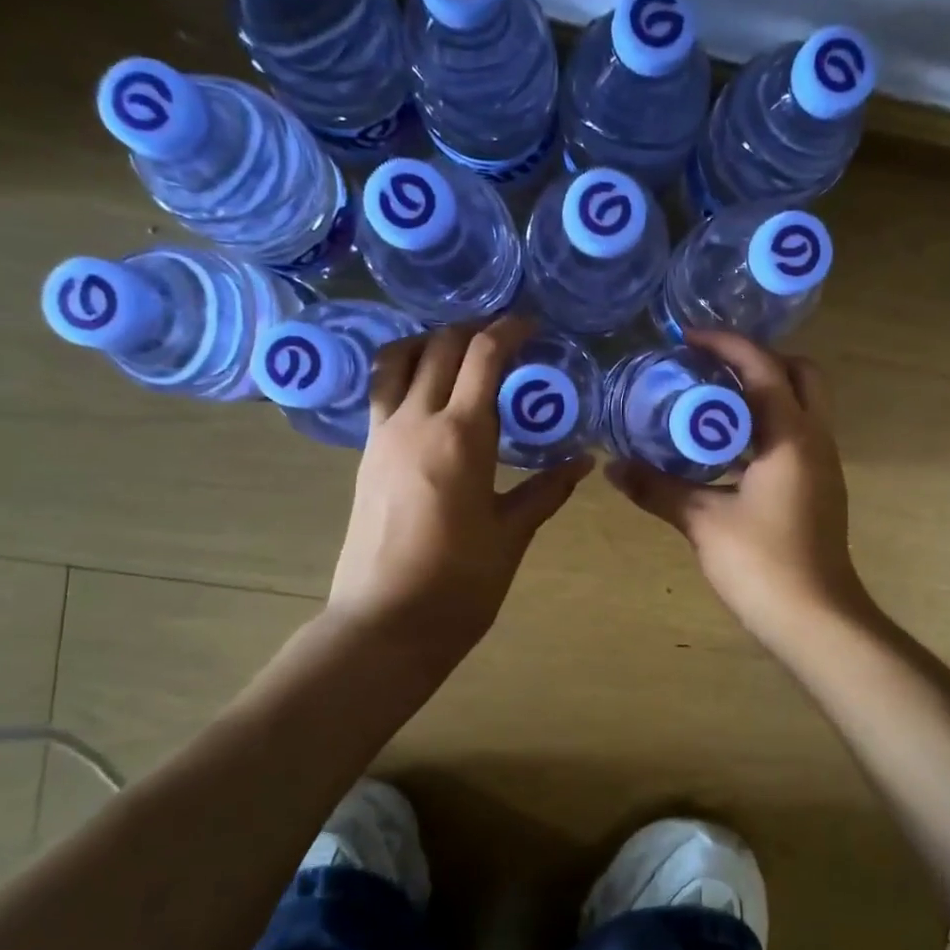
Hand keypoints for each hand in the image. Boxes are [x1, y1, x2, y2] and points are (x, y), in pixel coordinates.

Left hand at [326, 317, 591, 669]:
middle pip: (439, 345)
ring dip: (429, 341)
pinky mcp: (366, 455)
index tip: (532, 325)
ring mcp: (383, 435)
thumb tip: (583, 460)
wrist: (384, 624)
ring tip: (459, 352)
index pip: (482, 355)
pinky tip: (430, 392)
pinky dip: (405, 370)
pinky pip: (383, 391)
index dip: (509, 329)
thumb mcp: (511, 535)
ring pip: (397, 358)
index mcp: (461, 436)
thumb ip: (547, 490)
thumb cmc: (459, 584)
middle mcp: (416, 421)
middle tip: (505, 338)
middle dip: (473, 329)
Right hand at [606, 331, 871, 651]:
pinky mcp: (819, 488)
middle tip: (711, 366)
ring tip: (711, 399)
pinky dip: (767, 425)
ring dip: (764, 393)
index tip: (687, 337)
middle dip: (759, 360)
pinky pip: (797, 435)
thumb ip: (657, 489)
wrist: (815, 619)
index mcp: (791, 436)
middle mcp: (816, 439)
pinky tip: (727, 448)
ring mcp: (823, 465)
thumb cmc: (762, 564)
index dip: (726, 344)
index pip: (763, 368)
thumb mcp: (703, 522)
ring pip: (803, 405)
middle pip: (801, 374)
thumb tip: (612, 468)